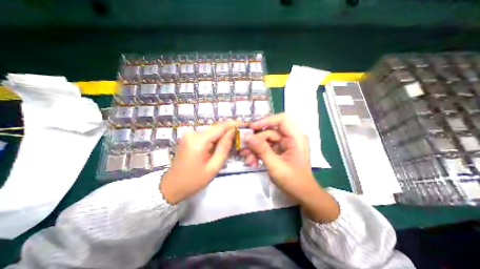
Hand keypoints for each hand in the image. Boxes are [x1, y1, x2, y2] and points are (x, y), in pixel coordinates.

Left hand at [160, 121, 236, 203]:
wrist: (172, 186)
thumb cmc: (194, 180)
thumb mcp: (213, 166)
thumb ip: (224, 147)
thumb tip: (232, 132)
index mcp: (198, 140)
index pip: (219, 127)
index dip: (233, 124)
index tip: (243, 124)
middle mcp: (193, 133)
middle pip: (215, 128)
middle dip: (228, 130)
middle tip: (240, 134)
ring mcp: (190, 135)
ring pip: (211, 131)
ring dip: (222, 134)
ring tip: (233, 139)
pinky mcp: (189, 138)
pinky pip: (206, 135)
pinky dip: (215, 138)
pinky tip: (221, 143)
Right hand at [245, 113, 335, 222]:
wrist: (302, 194)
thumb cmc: (293, 180)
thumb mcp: (275, 165)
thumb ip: (261, 150)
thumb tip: (247, 137)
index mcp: (295, 137)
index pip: (281, 119)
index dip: (266, 121)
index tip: (252, 128)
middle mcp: (290, 138)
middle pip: (269, 132)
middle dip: (256, 141)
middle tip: (245, 149)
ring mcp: (284, 144)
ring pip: (265, 140)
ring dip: (255, 149)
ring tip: (248, 159)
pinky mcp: (278, 151)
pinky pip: (266, 147)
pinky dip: (258, 153)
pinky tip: (252, 161)